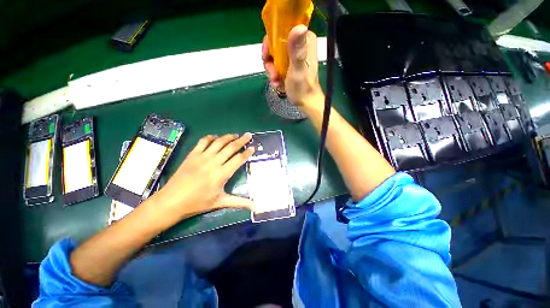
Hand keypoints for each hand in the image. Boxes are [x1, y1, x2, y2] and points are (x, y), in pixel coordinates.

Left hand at [152, 134, 254, 223]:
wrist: (171, 201)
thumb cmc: (198, 203)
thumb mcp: (220, 202)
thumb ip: (240, 202)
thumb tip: (255, 207)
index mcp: (222, 174)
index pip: (238, 159)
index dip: (247, 153)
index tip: (253, 148)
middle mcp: (213, 162)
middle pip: (231, 147)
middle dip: (241, 140)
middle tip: (248, 135)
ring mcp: (202, 157)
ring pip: (219, 142)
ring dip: (228, 137)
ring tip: (235, 135)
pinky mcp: (192, 155)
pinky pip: (203, 141)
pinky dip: (211, 137)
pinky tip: (216, 138)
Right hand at [262, 25, 323, 108]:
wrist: (305, 102)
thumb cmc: (302, 88)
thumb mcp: (298, 69)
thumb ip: (297, 50)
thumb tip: (299, 27)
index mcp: (305, 40)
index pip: (282, 30)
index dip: (271, 42)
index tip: (266, 56)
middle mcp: (300, 44)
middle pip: (276, 44)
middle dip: (271, 61)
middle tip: (272, 73)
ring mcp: (294, 55)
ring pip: (275, 56)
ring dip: (272, 70)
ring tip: (275, 81)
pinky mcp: (291, 64)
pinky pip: (277, 64)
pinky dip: (275, 74)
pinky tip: (277, 83)